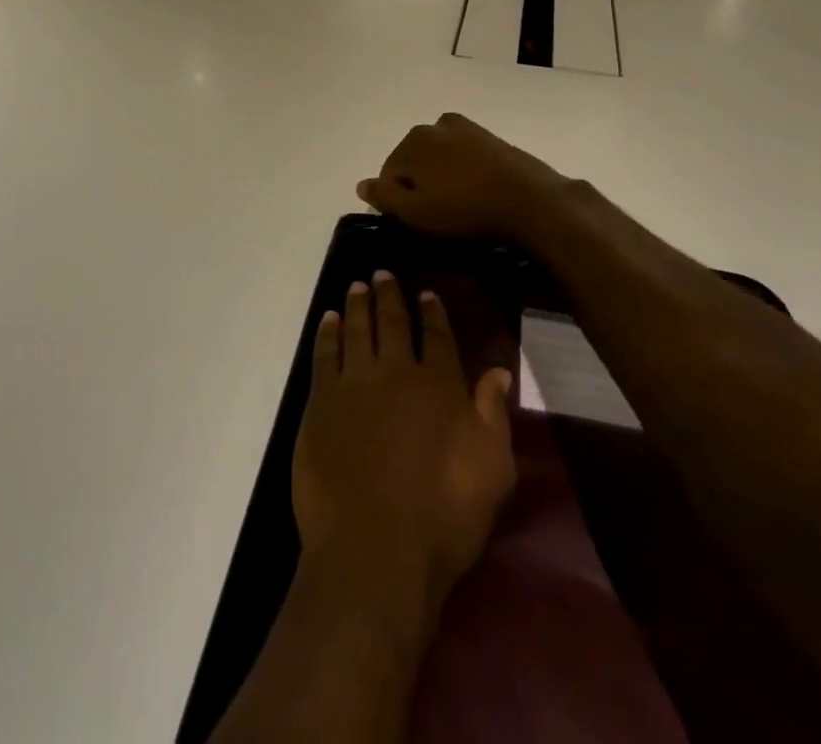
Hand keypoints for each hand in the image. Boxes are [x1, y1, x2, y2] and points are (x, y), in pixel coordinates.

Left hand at [292, 271, 515, 607]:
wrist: (375, 547)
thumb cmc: (444, 517)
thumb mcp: (492, 471)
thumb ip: (494, 414)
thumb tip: (499, 370)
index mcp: (439, 386)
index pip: (438, 337)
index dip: (433, 312)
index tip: (426, 293)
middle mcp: (396, 371)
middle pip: (393, 322)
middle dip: (389, 295)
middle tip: (382, 273)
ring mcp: (355, 382)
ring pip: (356, 328)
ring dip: (357, 304)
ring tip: (357, 285)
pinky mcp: (321, 400)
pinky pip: (324, 353)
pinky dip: (327, 332)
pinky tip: (328, 319)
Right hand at [356, 113, 570, 242]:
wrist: (531, 202)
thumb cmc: (466, 211)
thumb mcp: (416, 213)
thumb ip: (384, 197)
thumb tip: (362, 185)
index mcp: (412, 142)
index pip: (389, 173)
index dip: (397, 200)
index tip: (416, 221)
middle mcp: (434, 126)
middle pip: (413, 160)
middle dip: (419, 184)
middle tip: (438, 214)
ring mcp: (465, 128)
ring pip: (438, 155)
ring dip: (441, 175)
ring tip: (458, 203)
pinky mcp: (490, 137)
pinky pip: (463, 153)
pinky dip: (463, 168)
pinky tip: (476, 190)